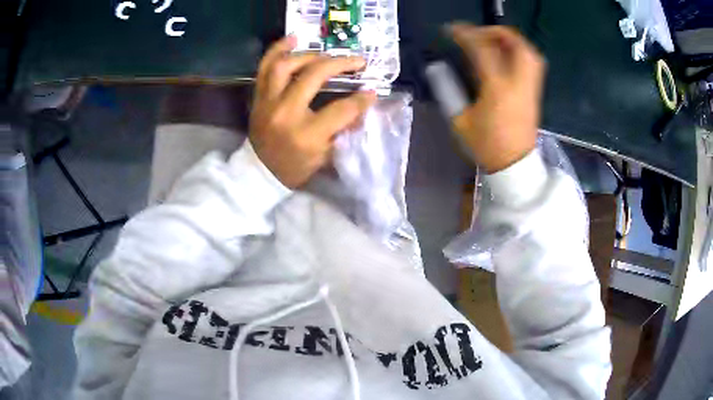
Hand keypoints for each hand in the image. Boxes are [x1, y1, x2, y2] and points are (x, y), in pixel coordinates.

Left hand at [249, 36, 376, 187]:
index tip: (372, 91)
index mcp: (306, 135)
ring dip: (310, 54)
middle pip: (314, 76)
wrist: (259, 172)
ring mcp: (267, 103)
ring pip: (286, 65)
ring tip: (326, 51)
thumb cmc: (294, 168)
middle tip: (357, 61)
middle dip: (340, 64)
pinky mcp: (258, 97)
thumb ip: (344, 129)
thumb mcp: (325, 156)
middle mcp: (285, 113)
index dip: (361, 99)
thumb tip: (362, 103)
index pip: (341, 109)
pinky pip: (264, 68)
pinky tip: (292, 39)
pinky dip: (277, 50)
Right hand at [450, 24, 545, 173]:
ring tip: (493, 41)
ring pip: (528, 52)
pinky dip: (519, 52)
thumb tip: (436, 68)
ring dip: (511, 40)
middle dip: (495, 32)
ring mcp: (530, 87)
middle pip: (515, 44)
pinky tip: (506, 56)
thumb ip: (447, 90)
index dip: (465, 34)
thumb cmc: (486, 145)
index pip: (483, 50)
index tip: (451, 30)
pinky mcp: (534, 92)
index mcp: (497, 88)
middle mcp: (518, 82)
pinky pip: (532, 63)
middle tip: (478, 34)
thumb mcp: (460, 121)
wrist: (514, 165)